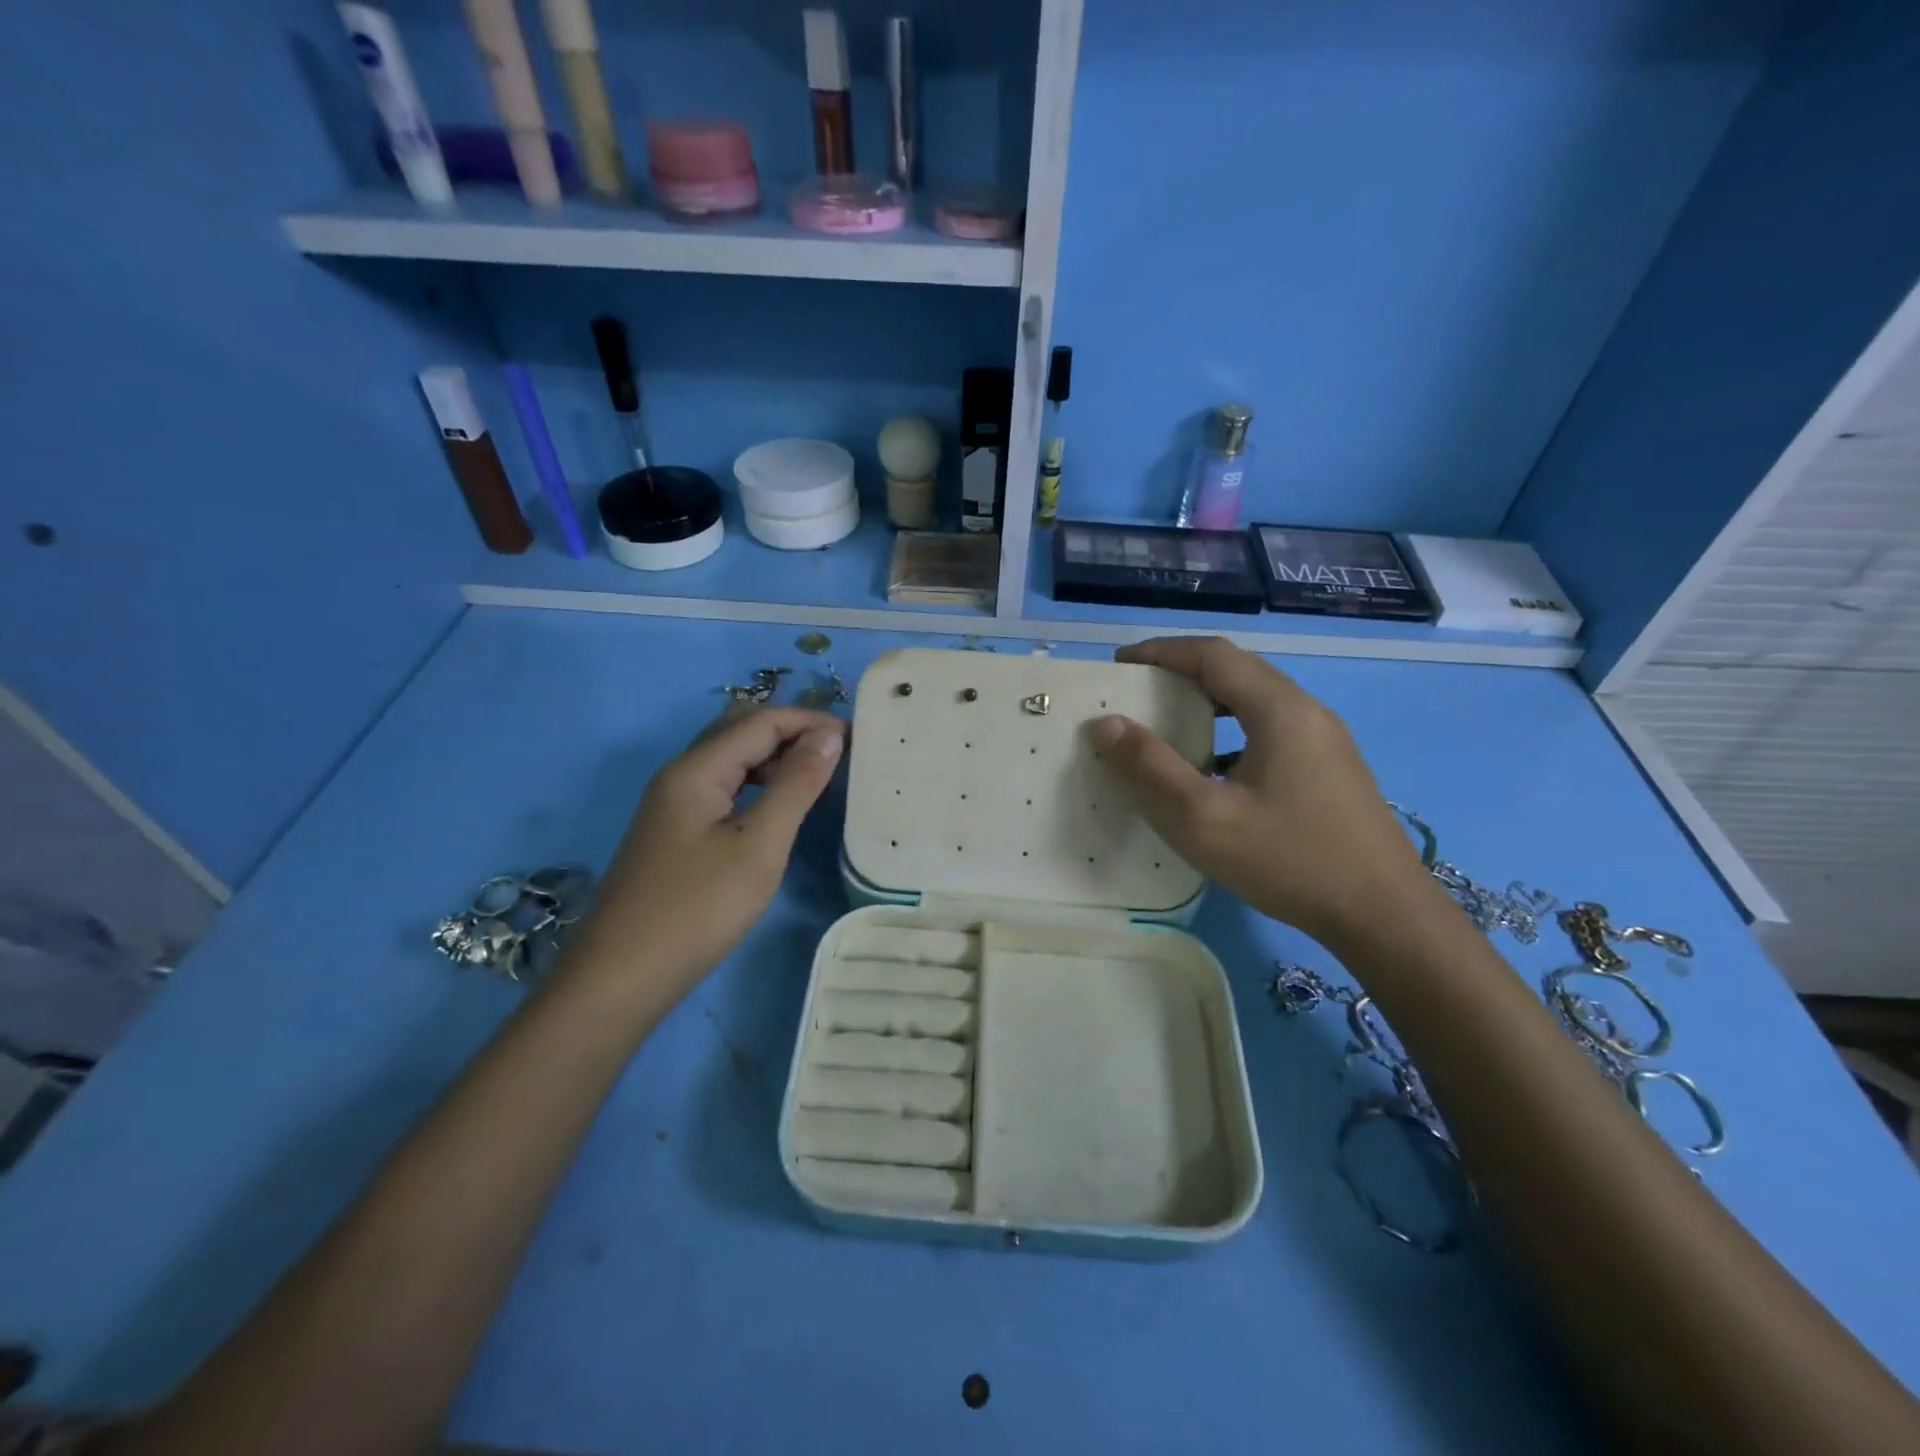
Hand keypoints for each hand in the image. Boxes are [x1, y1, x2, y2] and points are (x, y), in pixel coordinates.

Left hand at [567, 706, 845, 1006]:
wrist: (621, 976)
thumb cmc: (698, 908)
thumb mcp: (759, 844)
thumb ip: (796, 785)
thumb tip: (829, 736)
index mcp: (697, 769)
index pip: (761, 721)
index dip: (811, 722)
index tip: (858, 739)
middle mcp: (680, 775)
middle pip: (740, 730)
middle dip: (792, 732)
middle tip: (839, 753)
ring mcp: (673, 805)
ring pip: (731, 760)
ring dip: (775, 758)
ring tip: (819, 777)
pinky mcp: (675, 833)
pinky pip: (723, 788)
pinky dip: (758, 785)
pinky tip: (778, 809)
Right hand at [1090, 637, 1430, 945]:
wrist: (1384, 916)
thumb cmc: (1289, 860)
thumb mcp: (1204, 819)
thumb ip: (1150, 768)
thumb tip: (1106, 723)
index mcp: (1280, 709)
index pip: (1213, 655)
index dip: (1161, 652)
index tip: (1119, 665)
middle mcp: (1306, 712)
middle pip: (1237, 671)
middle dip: (1181, 672)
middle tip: (1137, 692)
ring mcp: (1324, 741)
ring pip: (1256, 701)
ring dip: (1208, 701)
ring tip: (1167, 723)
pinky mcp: (1330, 770)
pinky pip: (1270, 730)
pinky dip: (1230, 731)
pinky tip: (1213, 769)